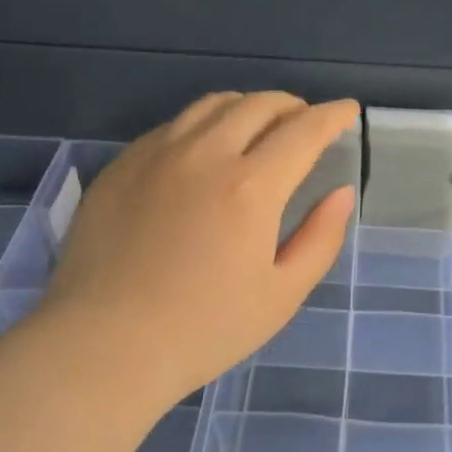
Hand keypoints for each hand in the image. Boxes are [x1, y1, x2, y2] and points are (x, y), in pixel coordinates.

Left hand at [40, 92, 358, 409]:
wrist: (103, 346)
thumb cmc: (203, 329)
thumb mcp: (281, 295)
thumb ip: (320, 238)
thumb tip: (341, 193)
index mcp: (250, 186)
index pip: (304, 130)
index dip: (333, 115)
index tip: (348, 110)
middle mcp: (204, 154)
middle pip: (258, 105)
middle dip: (292, 106)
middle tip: (305, 122)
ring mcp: (156, 154)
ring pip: (212, 105)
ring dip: (247, 107)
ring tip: (259, 126)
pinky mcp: (121, 165)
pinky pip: (172, 125)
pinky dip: (204, 124)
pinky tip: (203, 150)